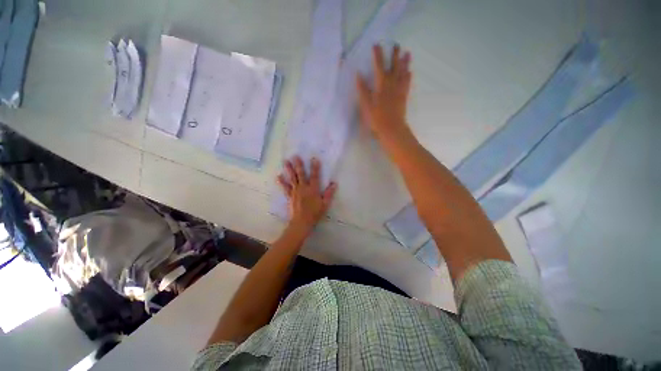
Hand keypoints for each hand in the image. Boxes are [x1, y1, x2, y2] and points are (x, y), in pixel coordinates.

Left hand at [277, 156, 336, 230]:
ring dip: (289, 169)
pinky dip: (282, 182)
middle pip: (301, 174)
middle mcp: (303, 188)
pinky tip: (278, 176)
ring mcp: (295, 191)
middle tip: (295, 156)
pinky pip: (285, 188)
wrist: (302, 222)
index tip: (314, 159)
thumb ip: (329, 193)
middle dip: (298, 165)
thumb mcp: (325, 204)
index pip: (315, 176)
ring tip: (286, 161)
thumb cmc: (315, 213)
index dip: (315, 167)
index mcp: (313, 189)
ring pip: (292, 178)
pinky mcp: (290, 196)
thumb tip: (334, 183)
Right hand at [356, 44, 411, 140]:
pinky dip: (408, 77)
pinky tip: (410, 72)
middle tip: (396, 44)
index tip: (376, 45)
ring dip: (405, 62)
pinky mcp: (404, 97)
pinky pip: (407, 84)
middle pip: (394, 66)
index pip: (379, 66)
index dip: (377, 55)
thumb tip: (358, 75)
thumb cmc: (376, 118)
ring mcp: (399, 90)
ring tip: (407, 53)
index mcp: (381, 85)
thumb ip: (362, 90)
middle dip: (394, 55)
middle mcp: (392, 84)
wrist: (392, 129)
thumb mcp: (366, 105)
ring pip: (403, 73)